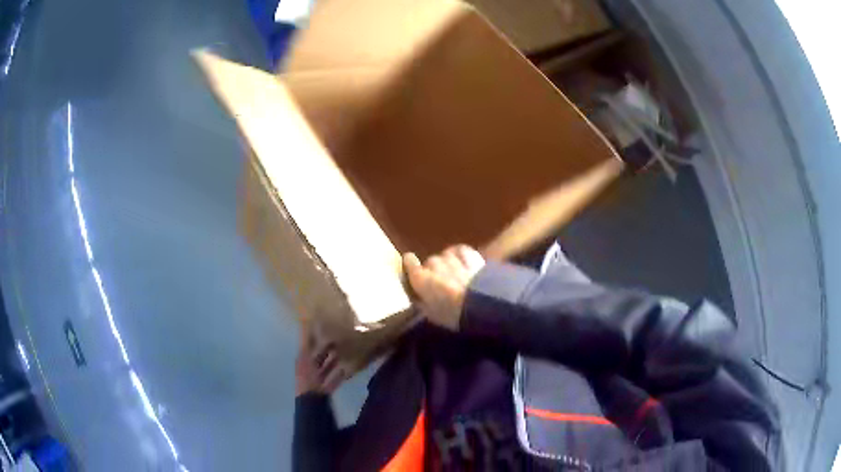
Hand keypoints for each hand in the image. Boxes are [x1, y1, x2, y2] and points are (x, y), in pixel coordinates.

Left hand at [295, 323, 347, 395]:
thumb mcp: (305, 356)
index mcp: (302, 360)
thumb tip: (305, 322)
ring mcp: (318, 378)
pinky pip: (334, 378)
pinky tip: (348, 369)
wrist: (312, 400)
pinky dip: (340, 374)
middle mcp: (309, 368)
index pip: (309, 345)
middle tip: (341, 339)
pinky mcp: (327, 387)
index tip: (327, 328)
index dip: (316, 337)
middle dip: (328, 349)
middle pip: (319, 356)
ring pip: (327, 367)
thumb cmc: (307, 377)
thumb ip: (306, 341)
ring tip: (347, 352)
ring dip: (335, 361)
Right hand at [403, 245, 485, 330]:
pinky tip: (464, 261)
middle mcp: (433, 263)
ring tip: (456, 275)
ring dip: (448, 263)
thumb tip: (418, 296)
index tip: (413, 271)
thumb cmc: (451, 313)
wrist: (480, 303)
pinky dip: (460, 255)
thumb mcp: (431, 314)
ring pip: (445, 256)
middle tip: (441, 284)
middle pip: (430, 262)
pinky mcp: (469, 253)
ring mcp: (451, 256)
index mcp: (419, 277)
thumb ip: (421, 301)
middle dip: (434, 271)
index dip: (411, 266)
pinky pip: (460, 251)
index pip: (408, 262)